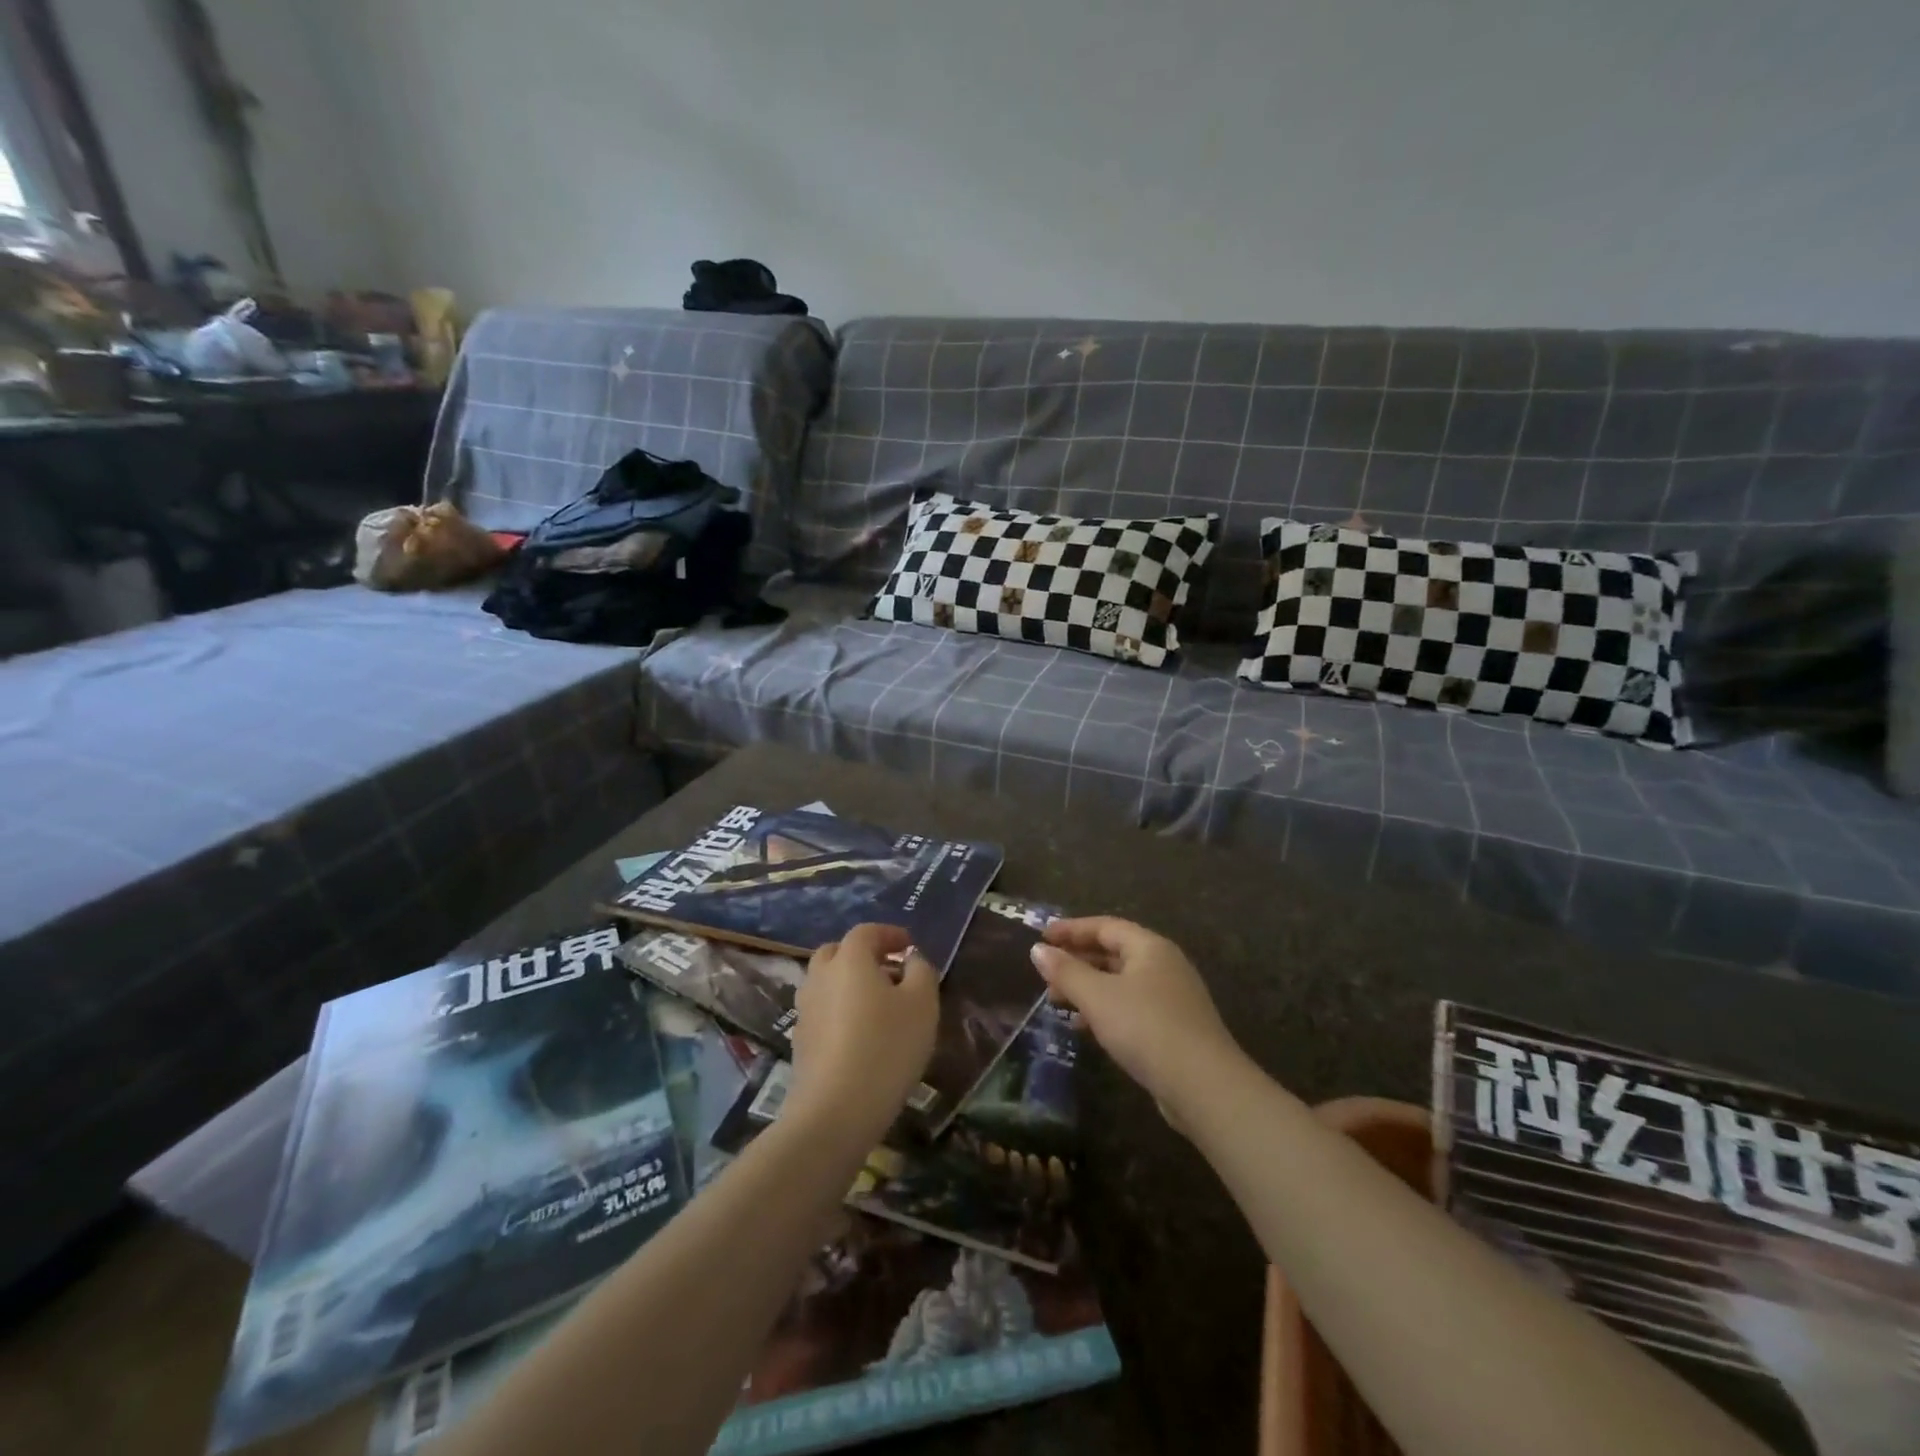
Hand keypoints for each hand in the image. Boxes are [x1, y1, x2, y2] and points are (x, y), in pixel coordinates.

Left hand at [787, 923, 938, 1144]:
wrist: (835, 1110)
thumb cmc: (887, 1047)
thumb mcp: (922, 1004)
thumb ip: (921, 971)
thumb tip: (911, 959)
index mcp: (849, 959)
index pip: (866, 932)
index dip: (889, 934)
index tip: (909, 946)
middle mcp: (820, 976)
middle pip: (838, 953)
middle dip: (863, 955)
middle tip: (890, 971)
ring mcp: (805, 1009)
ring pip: (827, 982)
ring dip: (849, 984)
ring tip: (879, 1005)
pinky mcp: (800, 1041)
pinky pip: (822, 1011)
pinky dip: (840, 1010)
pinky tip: (861, 1035)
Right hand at [1031, 916, 1240, 1130]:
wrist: (1204, 1086)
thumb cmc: (1146, 1027)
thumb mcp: (1098, 996)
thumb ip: (1066, 971)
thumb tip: (1037, 950)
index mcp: (1150, 947)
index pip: (1104, 926)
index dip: (1071, 929)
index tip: (1042, 937)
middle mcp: (1164, 965)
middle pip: (1114, 952)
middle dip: (1077, 960)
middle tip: (1046, 973)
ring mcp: (1172, 997)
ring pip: (1121, 982)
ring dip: (1088, 987)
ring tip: (1057, 1001)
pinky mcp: (1174, 1027)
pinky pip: (1131, 1006)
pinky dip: (1105, 1009)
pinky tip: (1085, 1028)